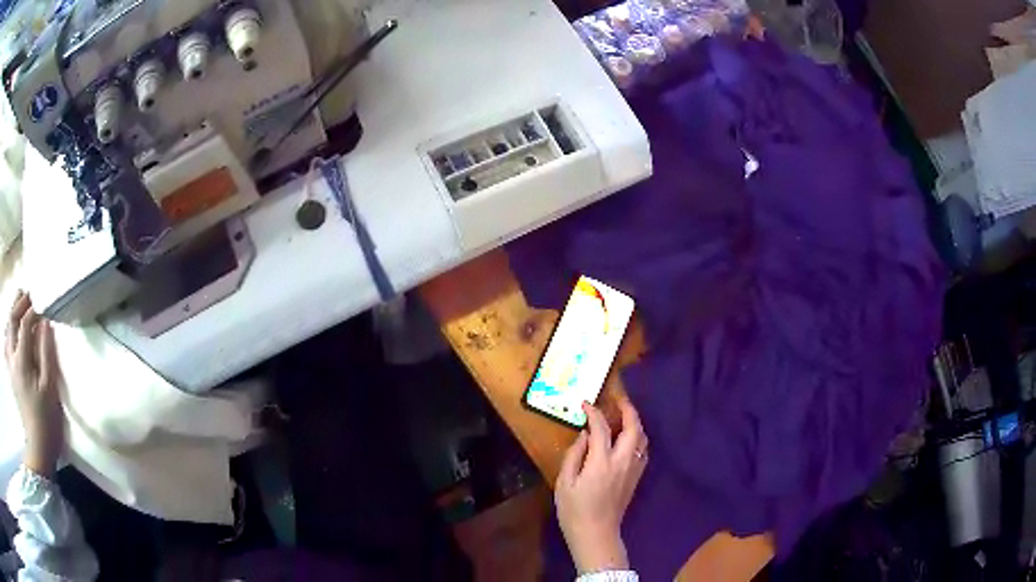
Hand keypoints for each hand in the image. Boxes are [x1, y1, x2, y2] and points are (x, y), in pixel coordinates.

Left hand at [5, 292, 62, 477]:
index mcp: (21, 360)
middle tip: (29, 294)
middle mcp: (12, 357)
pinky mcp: (11, 374)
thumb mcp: (50, 389)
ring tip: (20, 305)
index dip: (33, 310)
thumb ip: (46, 353)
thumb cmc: (46, 420)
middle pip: (12, 319)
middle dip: (19, 303)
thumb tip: (45, 322)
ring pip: (7, 329)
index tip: (43, 304)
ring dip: (12, 313)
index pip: (25, 323)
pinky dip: (8, 330)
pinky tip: (12, 331)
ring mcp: (10, 366)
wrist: (38, 448)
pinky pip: (6, 344)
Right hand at [555, 398, 648, 573]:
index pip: (601, 428)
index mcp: (601, 462)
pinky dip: (638, 438)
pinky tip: (628, 439)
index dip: (594, 413)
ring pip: (643, 438)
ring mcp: (633, 470)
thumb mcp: (564, 482)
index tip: (585, 404)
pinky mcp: (637, 478)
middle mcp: (623, 462)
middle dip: (628, 410)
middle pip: (634, 428)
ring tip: (624, 417)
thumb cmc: (574, 510)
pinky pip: (643, 450)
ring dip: (636, 424)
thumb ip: (574, 455)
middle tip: (618, 401)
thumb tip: (584, 435)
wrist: (596, 533)